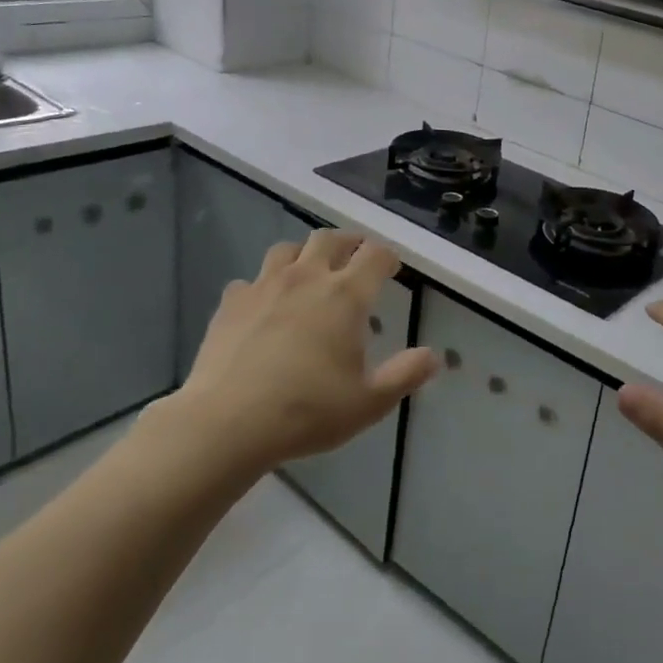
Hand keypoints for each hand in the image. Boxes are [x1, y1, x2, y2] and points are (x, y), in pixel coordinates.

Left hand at [149, 231, 436, 480]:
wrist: (227, 423)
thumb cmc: (307, 410)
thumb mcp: (370, 402)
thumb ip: (406, 375)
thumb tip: (435, 357)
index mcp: (346, 295)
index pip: (376, 255)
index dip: (388, 258)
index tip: (392, 269)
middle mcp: (307, 278)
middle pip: (331, 239)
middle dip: (349, 243)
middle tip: (356, 257)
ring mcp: (265, 286)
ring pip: (288, 249)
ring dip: (304, 254)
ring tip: (310, 272)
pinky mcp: (231, 303)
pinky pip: (251, 280)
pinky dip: (263, 286)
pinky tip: (264, 307)